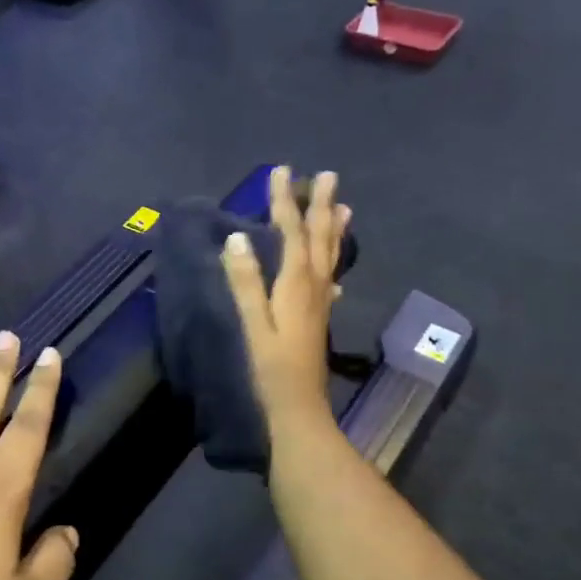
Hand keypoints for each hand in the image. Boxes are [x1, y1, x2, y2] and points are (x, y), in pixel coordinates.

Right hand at [221, 166, 351, 428]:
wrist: (299, 408)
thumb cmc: (272, 369)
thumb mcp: (254, 325)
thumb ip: (246, 283)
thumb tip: (237, 239)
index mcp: (296, 284)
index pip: (291, 232)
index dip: (285, 201)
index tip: (282, 171)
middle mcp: (314, 287)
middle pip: (319, 238)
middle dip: (319, 205)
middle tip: (327, 174)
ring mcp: (321, 303)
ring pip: (331, 256)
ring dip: (334, 229)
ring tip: (344, 206)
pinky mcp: (320, 317)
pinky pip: (331, 278)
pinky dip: (334, 263)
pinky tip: (336, 268)